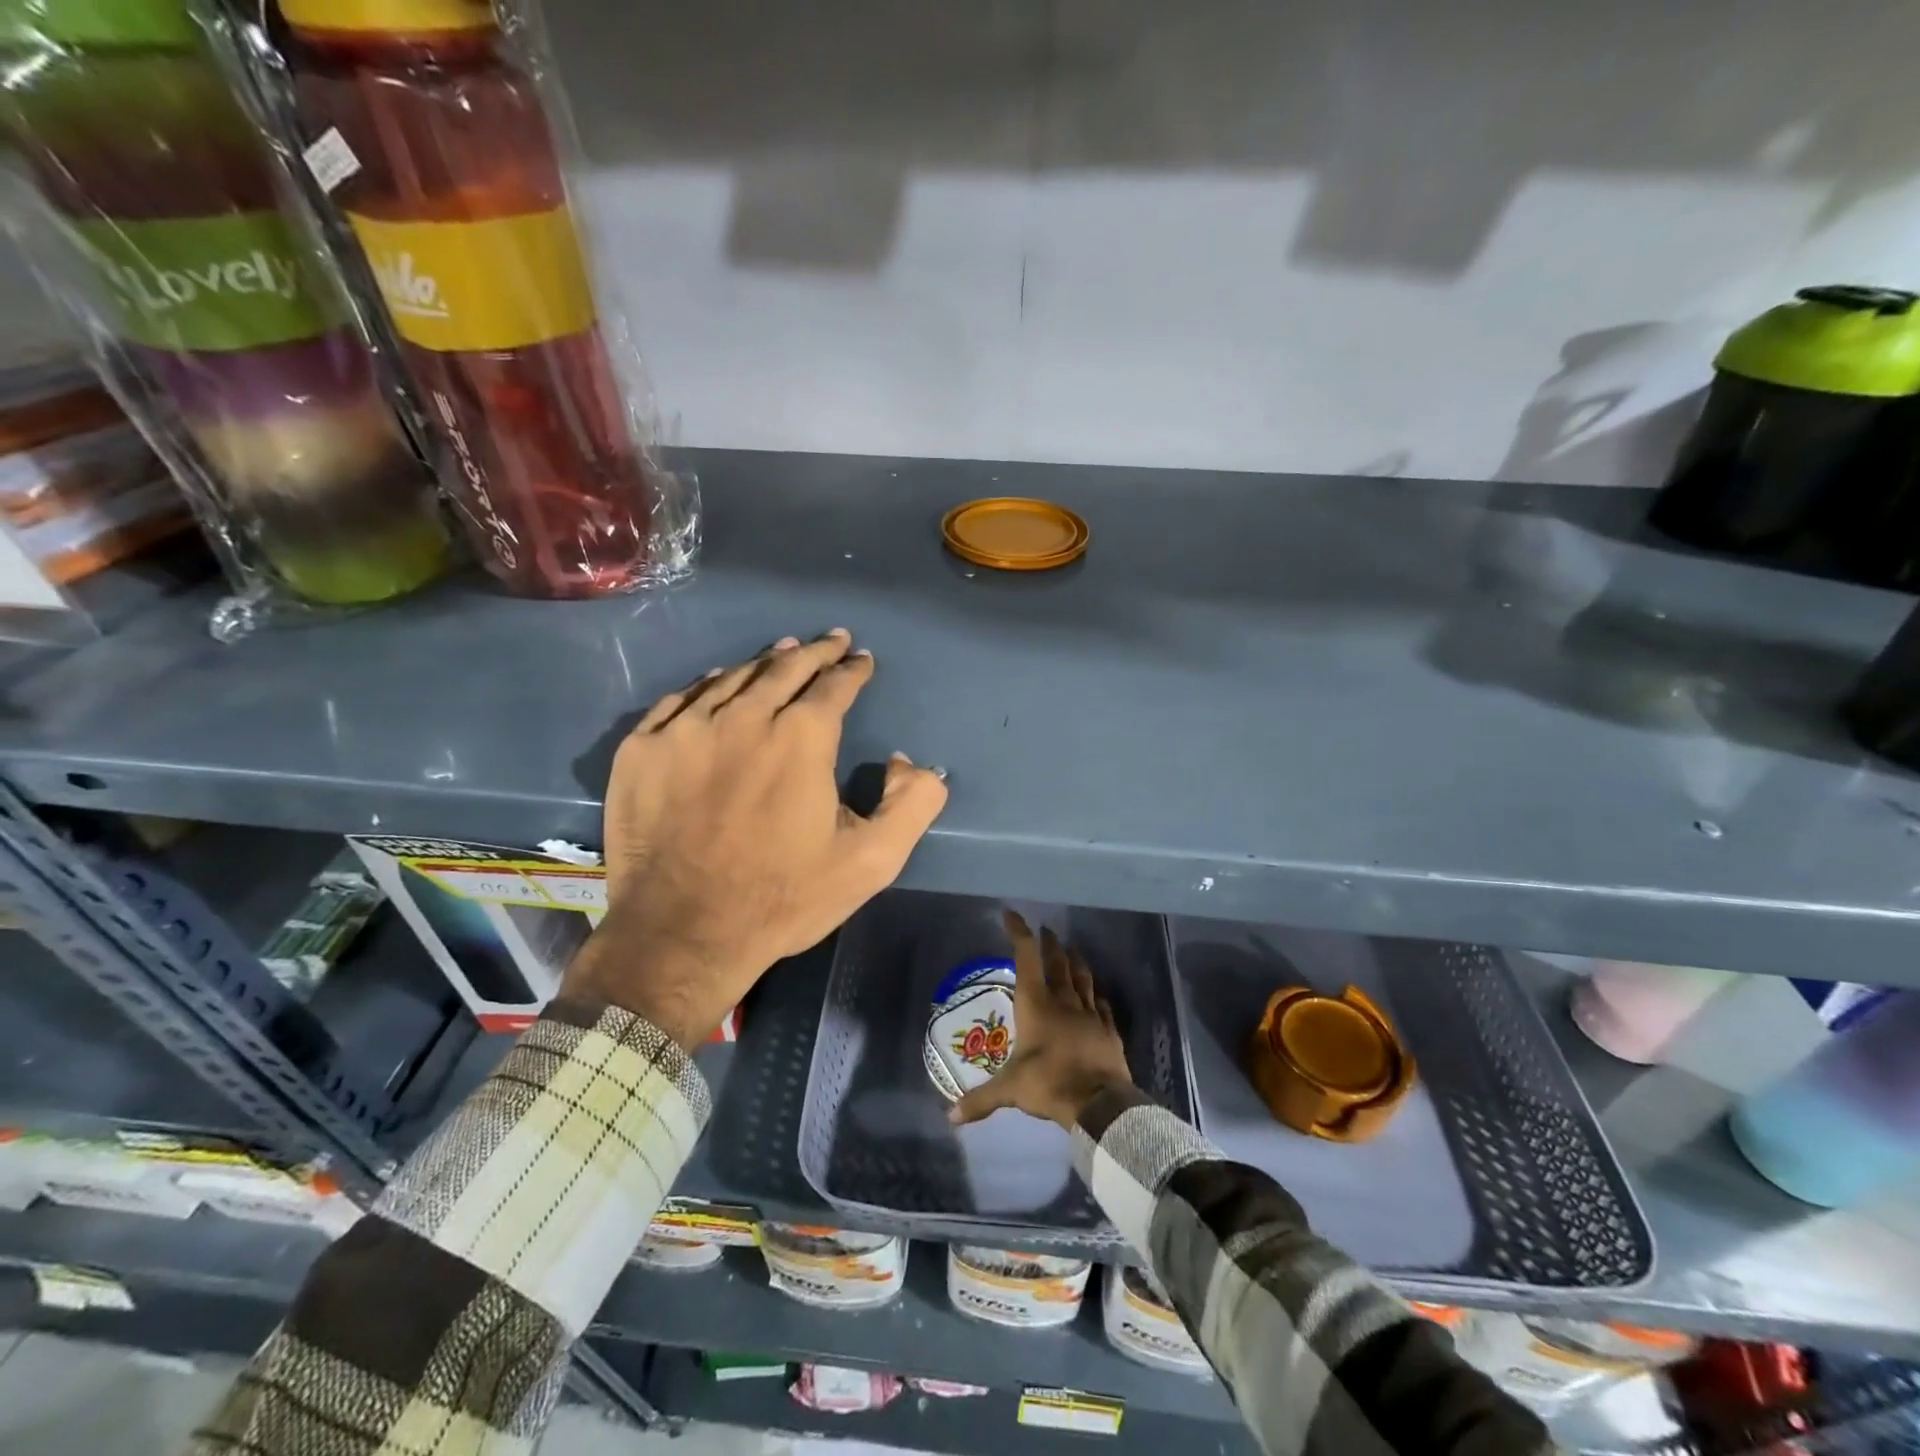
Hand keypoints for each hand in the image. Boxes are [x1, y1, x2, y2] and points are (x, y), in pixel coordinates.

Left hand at [563, 629, 948, 1048]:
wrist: (682, 934)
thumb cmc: (782, 898)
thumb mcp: (871, 862)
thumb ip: (911, 804)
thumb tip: (910, 762)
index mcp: (801, 738)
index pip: (834, 686)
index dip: (852, 670)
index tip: (861, 660)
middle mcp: (743, 718)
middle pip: (784, 667)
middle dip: (814, 651)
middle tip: (829, 641)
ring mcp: (685, 730)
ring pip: (732, 678)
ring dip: (764, 662)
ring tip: (781, 651)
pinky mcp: (642, 750)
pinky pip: (680, 700)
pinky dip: (707, 685)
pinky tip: (717, 683)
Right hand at [949, 911, 1134, 1129]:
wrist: (1099, 1102)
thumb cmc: (1049, 1083)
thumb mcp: (1009, 1090)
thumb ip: (980, 1100)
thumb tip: (949, 1117)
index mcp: (1036, 1005)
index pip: (1026, 958)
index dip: (1019, 933)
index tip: (1011, 915)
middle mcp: (1063, 1001)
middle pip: (1057, 963)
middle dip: (1050, 944)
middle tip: (1047, 930)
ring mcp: (1089, 1013)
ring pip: (1083, 978)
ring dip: (1076, 961)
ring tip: (1072, 949)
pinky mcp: (1108, 1029)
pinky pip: (1102, 1004)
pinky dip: (1096, 994)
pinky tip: (1097, 993)